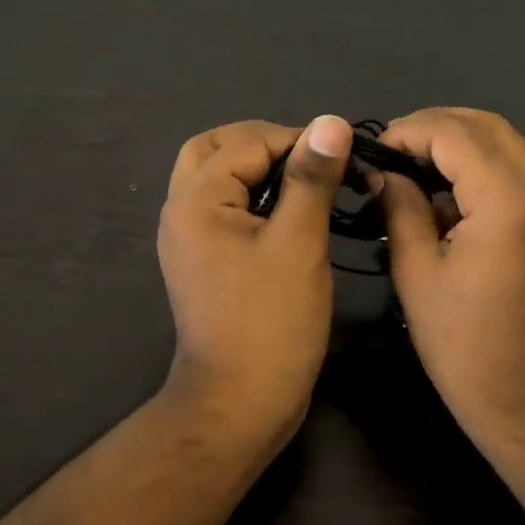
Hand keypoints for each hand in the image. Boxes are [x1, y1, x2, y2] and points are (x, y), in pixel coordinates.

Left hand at [156, 116, 353, 449]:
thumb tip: (332, 122)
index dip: (297, 140)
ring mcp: (187, 239)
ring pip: (216, 178)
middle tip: (312, 159)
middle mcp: (180, 212)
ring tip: (306, 182)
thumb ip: (311, 178)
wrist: (239, 402)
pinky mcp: (201, 261)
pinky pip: (222, 209)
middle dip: (264, 143)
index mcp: (196, 200)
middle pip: (214, 149)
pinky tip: (289, 213)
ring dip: (257, 169)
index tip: (344, 155)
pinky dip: (252, 197)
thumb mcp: (299, 243)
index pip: (246, 142)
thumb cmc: (272, 323)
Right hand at [377, 108, 524, 461]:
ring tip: (410, 172)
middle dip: (433, 128)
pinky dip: (478, 168)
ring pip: (505, 144)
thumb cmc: (466, 348)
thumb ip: (400, 208)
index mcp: (509, 201)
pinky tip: (444, 196)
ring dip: (457, 145)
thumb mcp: (417, 274)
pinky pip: (516, 173)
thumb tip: (384, 173)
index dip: (408, 131)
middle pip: (486, 125)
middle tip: (390, 156)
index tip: (372, 153)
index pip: (454, 132)